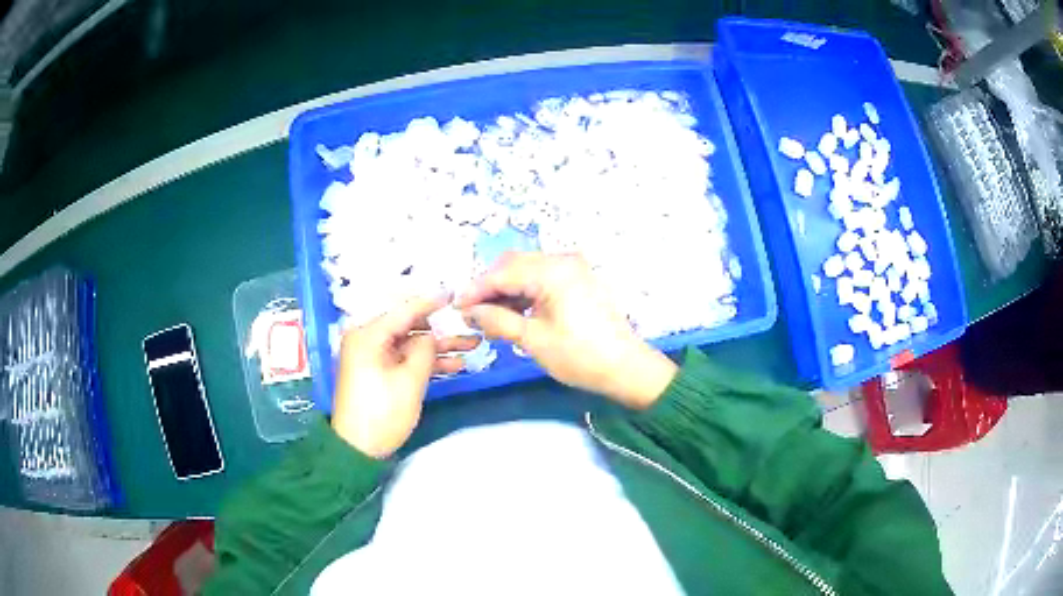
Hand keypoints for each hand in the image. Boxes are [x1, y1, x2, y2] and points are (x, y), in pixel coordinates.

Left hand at [331, 295, 479, 457]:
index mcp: (368, 335)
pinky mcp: (377, 373)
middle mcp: (367, 340)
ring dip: (438, 348)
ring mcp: (372, 357)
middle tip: (470, 326)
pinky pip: (403, 359)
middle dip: (440, 329)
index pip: (404, 311)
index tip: (455, 294)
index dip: (431, 303)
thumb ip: (424, 350)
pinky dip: (425, 362)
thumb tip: (430, 336)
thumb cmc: (382, 411)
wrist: (358, 448)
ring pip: (410, 344)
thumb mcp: (409, 380)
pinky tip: (454, 365)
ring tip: (472, 346)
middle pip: (409, 327)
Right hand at [456, 252, 676, 408]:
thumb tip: (469, 312)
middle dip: (490, 287)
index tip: (457, 308)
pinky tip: (515, 312)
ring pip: (528, 270)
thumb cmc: (579, 355)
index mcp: (552, 271)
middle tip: (473, 313)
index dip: (476, 290)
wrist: (626, 367)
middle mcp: (563, 260)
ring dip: (507, 289)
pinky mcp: (579, 279)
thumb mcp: (533, 339)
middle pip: (514, 265)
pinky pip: (544, 278)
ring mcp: (574, 268)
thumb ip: (497, 320)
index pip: (502, 273)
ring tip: (492, 317)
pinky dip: (526, 292)